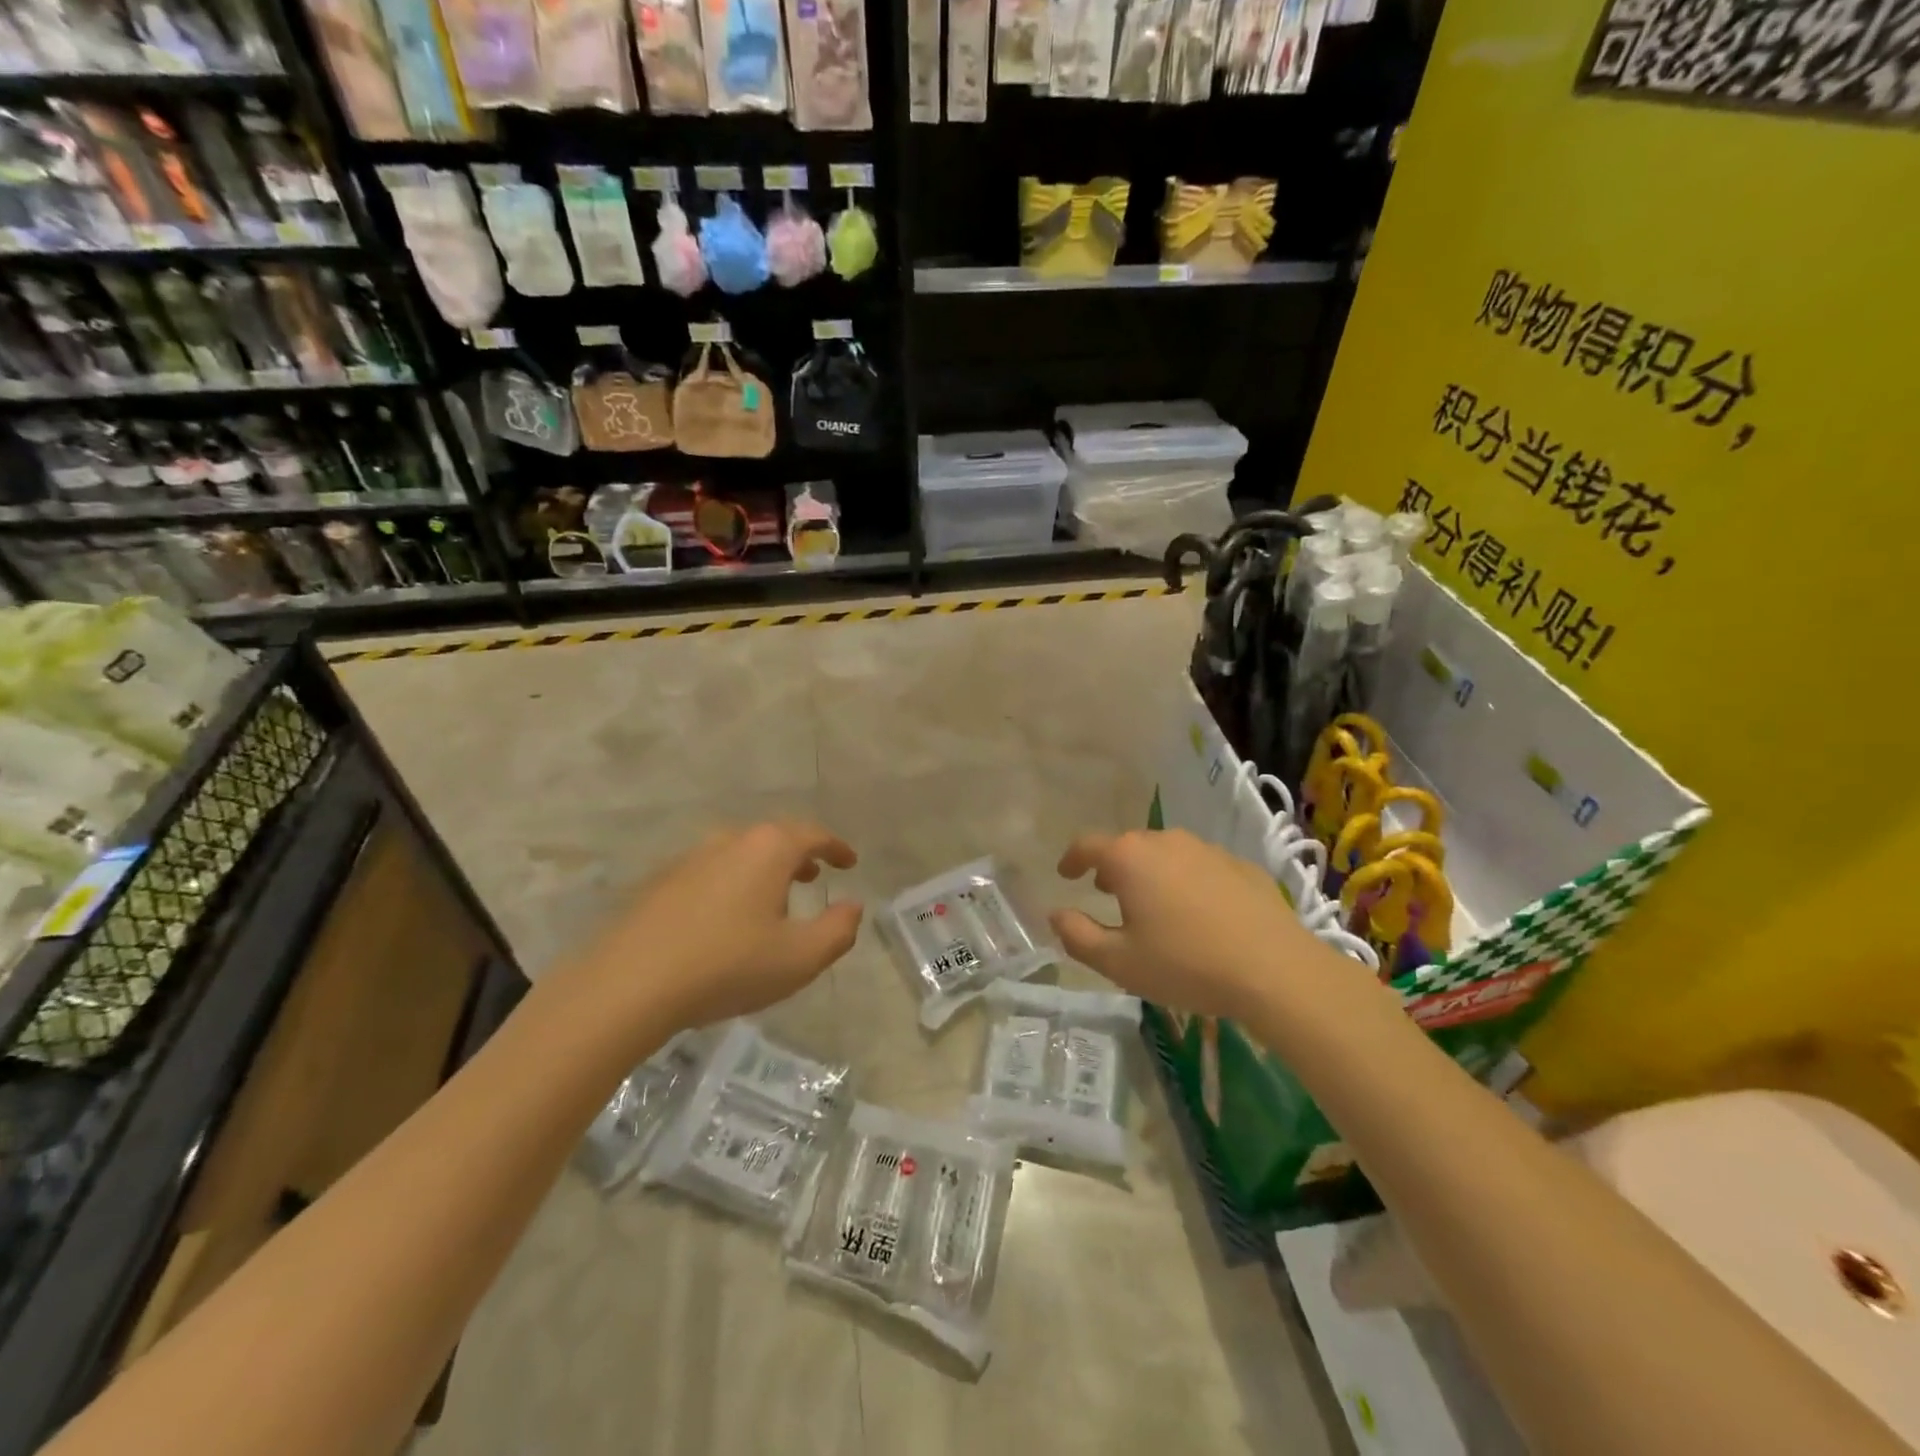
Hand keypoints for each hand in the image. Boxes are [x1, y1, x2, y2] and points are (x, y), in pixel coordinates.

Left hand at [552, 821, 862, 1044]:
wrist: (627, 985)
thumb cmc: (727, 966)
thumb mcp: (800, 958)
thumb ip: (838, 930)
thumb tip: (853, 906)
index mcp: (768, 849)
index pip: (813, 834)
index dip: (836, 847)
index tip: (850, 862)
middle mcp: (729, 841)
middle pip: (774, 837)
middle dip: (800, 854)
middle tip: (815, 876)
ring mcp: (689, 859)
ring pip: (740, 853)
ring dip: (764, 869)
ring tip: (774, 897)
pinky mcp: (659, 883)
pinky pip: (711, 872)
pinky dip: (732, 883)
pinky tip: (727, 918)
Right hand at [1050, 828, 1351, 1022]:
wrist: (1276, 970)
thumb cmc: (1186, 964)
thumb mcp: (1119, 962)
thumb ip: (1078, 936)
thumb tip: (1055, 915)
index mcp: (1130, 858)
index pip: (1087, 845)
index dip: (1071, 859)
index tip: (1065, 874)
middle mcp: (1166, 842)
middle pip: (1128, 846)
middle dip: (1112, 867)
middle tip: (1106, 893)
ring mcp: (1207, 850)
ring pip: (1166, 853)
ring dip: (1150, 872)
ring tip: (1152, 904)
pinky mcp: (1241, 866)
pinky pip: (1200, 867)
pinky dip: (1187, 881)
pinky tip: (1198, 913)